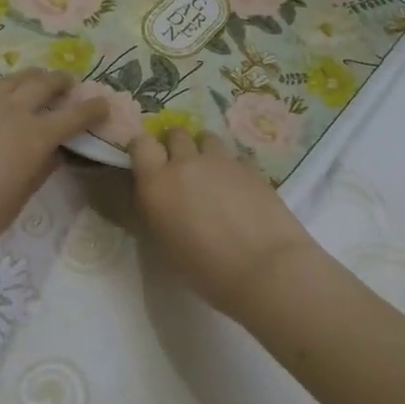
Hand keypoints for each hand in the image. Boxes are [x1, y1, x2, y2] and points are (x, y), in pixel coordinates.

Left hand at [0, 68, 106, 269]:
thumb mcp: (21, 197)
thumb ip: (40, 169)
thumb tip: (52, 153)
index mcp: (36, 135)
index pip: (75, 115)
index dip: (93, 109)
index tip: (104, 104)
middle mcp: (12, 110)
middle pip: (44, 83)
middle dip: (61, 81)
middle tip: (68, 84)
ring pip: (12, 78)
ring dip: (31, 77)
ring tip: (36, 80)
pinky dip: (0, 86)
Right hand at [128, 128, 319, 322]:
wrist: (264, 268)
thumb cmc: (206, 270)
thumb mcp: (165, 246)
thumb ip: (159, 212)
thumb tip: (163, 201)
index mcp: (157, 184)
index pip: (140, 143)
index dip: (143, 150)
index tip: (147, 163)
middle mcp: (186, 163)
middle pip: (175, 133)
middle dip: (175, 146)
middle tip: (181, 169)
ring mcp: (221, 161)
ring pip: (207, 137)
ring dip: (204, 150)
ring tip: (211, 173)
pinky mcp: (251, 166)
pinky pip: (235, 155)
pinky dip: (232, 166)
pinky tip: (239, 186)